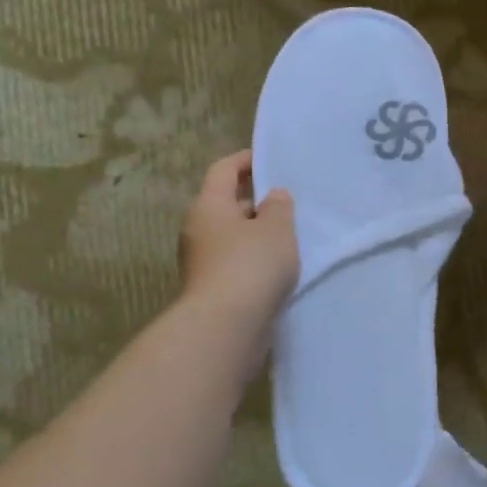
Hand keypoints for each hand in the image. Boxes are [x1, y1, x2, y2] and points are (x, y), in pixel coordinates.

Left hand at [179, 151, 298, 324]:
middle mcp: (197, 231)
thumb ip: (278, 207)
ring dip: (256, 235)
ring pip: (232, 238)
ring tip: (289, 238)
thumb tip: (273, 196)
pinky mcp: (210, 290)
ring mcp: (201, 263)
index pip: (223, 171)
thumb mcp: (276, 228)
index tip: (267, 160)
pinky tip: (278, 269)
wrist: (225, 327)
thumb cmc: (251, 265)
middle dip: (255, 203)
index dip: (244, 161)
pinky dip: (254, 261)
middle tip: (287, 204)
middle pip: (226, 205)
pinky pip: (235, 264)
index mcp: (208, 206)